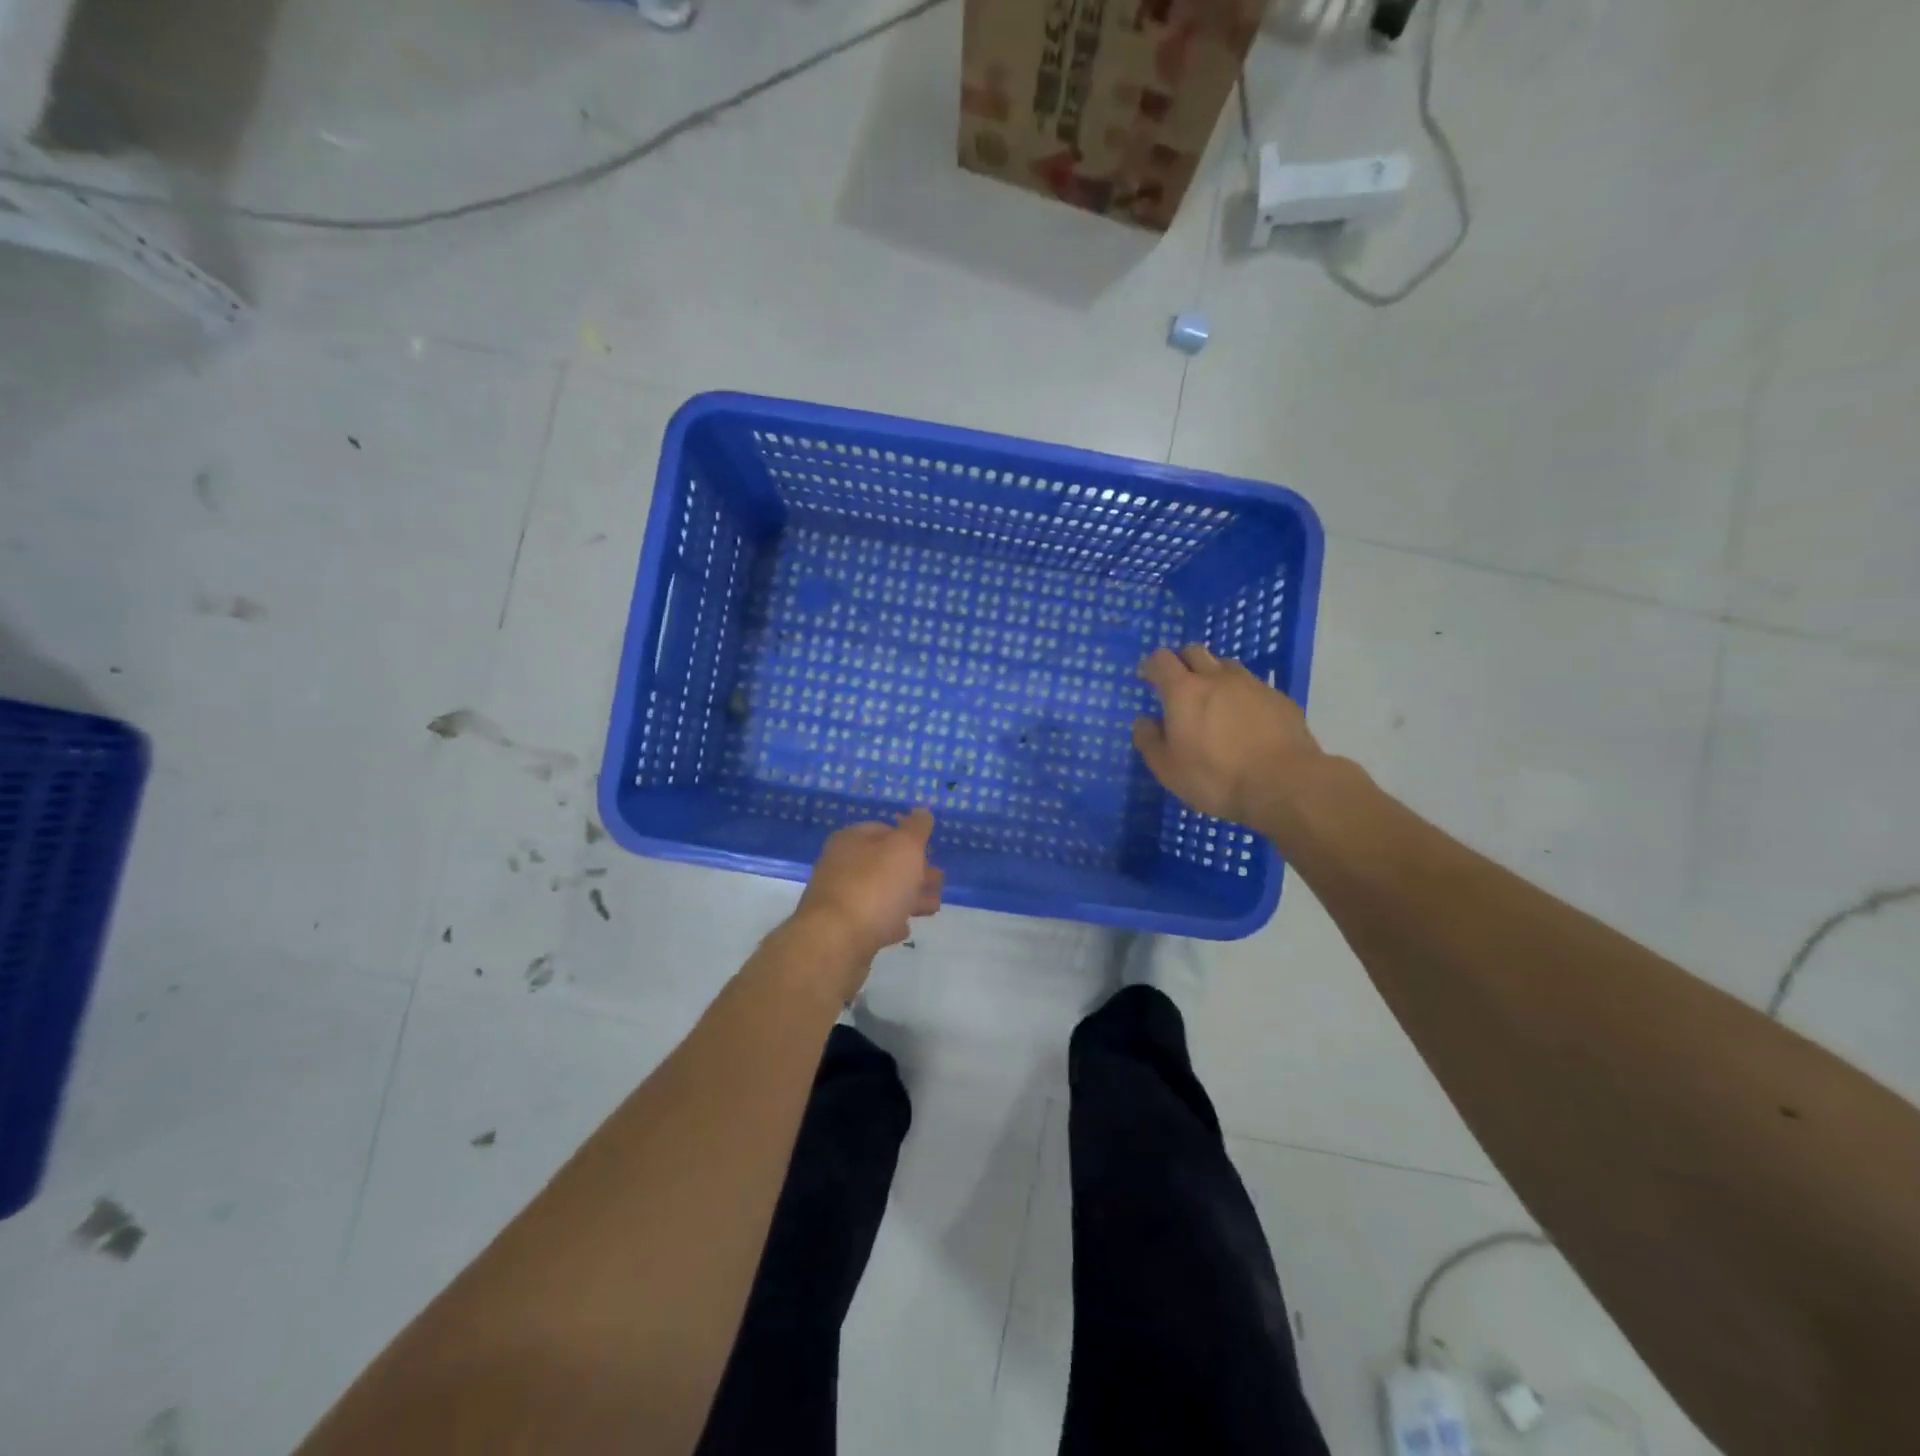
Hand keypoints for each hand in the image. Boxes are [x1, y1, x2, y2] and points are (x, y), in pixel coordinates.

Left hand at [792, 809, 943, 987]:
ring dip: (908, 897)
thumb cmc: (874, 887)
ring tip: (933, 906)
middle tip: (939, 881)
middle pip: (884, 863)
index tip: (932, 852)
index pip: (883, 829)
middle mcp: (840, 865)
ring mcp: (839, 899)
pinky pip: (872, 920)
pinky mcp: (842, 931)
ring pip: (881, 892)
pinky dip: (890, 920)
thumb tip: (922, 811)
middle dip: (914, 871)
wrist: (835, 943)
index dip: (910, 838)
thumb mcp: (904, 849)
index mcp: (851, 840)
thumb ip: (916, 829)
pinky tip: (904, 928)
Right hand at [1132, 645, 1321, 830]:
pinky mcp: (1279, 698)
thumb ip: (1149, 741)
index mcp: (1183, 691)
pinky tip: (1246, 721)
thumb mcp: (1168, 769)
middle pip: (1194, 651)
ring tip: (1213, 701)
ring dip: (1213, 675)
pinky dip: (1242, 695)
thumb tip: (1143, 721)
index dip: (1151, 665)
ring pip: (1226, 665)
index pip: (1161, 659)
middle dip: (1182, 662)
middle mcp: (1217, 678)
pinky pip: (1253, 686)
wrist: (1284, 784)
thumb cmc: (1215, 777)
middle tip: (1179, 685)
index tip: (1147, 678)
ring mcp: (1252, 685)